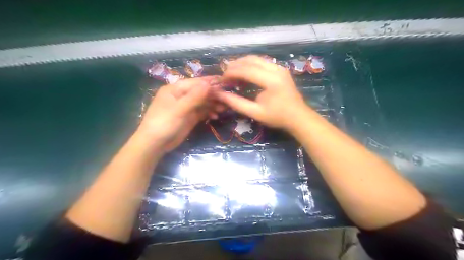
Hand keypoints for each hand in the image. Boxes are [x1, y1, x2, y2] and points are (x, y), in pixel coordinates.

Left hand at [137, 77, 219, 151]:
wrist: (155, 144)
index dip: (210, 83)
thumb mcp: (179, 109)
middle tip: (228, 98)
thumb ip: (194, 97)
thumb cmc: (164, 123)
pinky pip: (201, 112)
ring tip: (224, 108)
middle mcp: (181, 96)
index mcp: (176, 89)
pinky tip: (216, 116)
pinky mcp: (189, 117)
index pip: (196, 83)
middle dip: (214, 95)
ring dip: (213, 104)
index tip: (225, 83)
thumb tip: (208, 83)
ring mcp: (186, 107)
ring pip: (202, 102)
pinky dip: (209, 112)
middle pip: (201, 92)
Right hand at [214, 55, 311, 130]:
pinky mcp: (280, 69)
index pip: (246, 70)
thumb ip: (237, 103)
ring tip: (232, 73)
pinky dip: (250, 65)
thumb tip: (220, 95)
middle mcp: (276, 69)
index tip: (221, 80)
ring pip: (256, 58)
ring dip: (242, 63)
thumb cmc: (277, 117)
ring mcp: (279, 67)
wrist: (298, 117)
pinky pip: (262, 62)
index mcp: (271, 81)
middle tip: (224, 75)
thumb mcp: (255, 112)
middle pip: (251, 60)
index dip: (231, 73)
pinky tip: (244, 73)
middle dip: (235, 65)